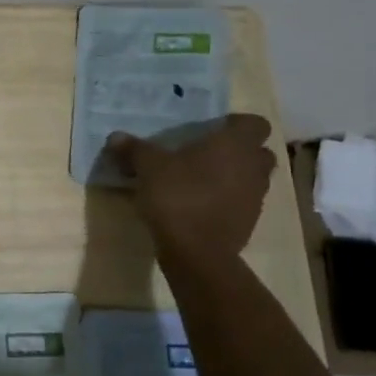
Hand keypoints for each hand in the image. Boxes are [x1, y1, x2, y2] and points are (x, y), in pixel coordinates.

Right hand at [104, 114, 275, 259]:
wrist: (197, 252)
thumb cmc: (178, 196)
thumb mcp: (148, 167)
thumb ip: (134, 149)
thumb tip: (115, 137)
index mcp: (235, 145)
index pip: (255, 123)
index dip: (236, 124)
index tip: (213, 129)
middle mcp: (253, 167)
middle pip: (259, 151)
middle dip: (240, 151)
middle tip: (208, 153)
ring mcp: (255, 197)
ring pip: (253, 178)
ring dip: (234, 176)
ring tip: (201, 179)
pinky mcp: (249, 223)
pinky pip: (242, 202)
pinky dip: (228, 200)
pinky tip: (200, 204)